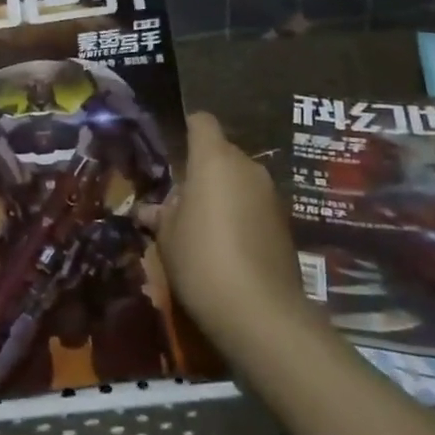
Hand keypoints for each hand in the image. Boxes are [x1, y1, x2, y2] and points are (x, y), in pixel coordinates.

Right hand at [150, 114, 309, 357]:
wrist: (261, 313)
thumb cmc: (201, 259)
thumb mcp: (167, 236)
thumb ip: (160, 214)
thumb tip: (149, 210)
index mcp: (214, 159)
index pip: (201, 122)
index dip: (187, 129)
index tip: (172, 150)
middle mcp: (247, 167)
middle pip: (221, 153)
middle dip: (202, 170)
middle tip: (180, 200)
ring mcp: (270, 194)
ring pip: (240, 180)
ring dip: (223, 194)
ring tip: (201, 226)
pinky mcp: (284, 222)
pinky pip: (254, 205)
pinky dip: (241, 215)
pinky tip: (227, 246)